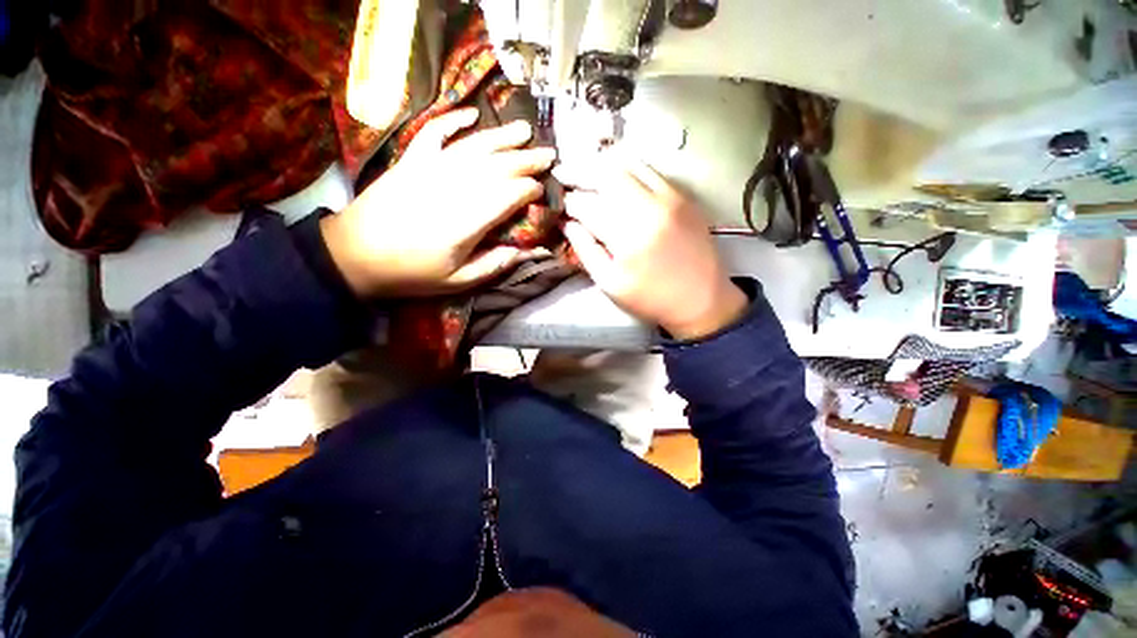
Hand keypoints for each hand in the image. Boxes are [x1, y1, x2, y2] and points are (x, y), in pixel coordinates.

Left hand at [320, 108, 556, 297]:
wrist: (353, 254)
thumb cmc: (411, 272)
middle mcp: (452, 188)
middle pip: (496, 167)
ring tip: (525, 129)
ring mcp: (429, 169)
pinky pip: (435, 133)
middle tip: (548, 155)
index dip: (528, 190)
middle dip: (525, 160)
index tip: (542, 190)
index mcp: (465, 222)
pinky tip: (472, 114)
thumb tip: (528, 250)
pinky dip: (454, 120)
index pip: (507, 195)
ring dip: (502, 137)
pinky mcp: (411, 160)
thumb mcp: (458, 281)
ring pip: (473, 147)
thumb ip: (495, 264)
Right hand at [558, 154, 745, 339]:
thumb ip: (585, 250)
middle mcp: (649, 207)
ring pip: (628, 163)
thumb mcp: (609, 283)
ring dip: (602, 166)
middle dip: (579, 172)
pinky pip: (650, 169)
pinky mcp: (683, 195)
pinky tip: (617, 180)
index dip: (568, 202)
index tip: (559, 206)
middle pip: (605, 173)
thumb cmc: (650, 298)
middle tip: (565, 178)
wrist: (701, 300)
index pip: (587, 205)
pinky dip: (628, 169)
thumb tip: (567, 223)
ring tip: (587, 174)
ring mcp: (670, 196)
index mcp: (627, 236)